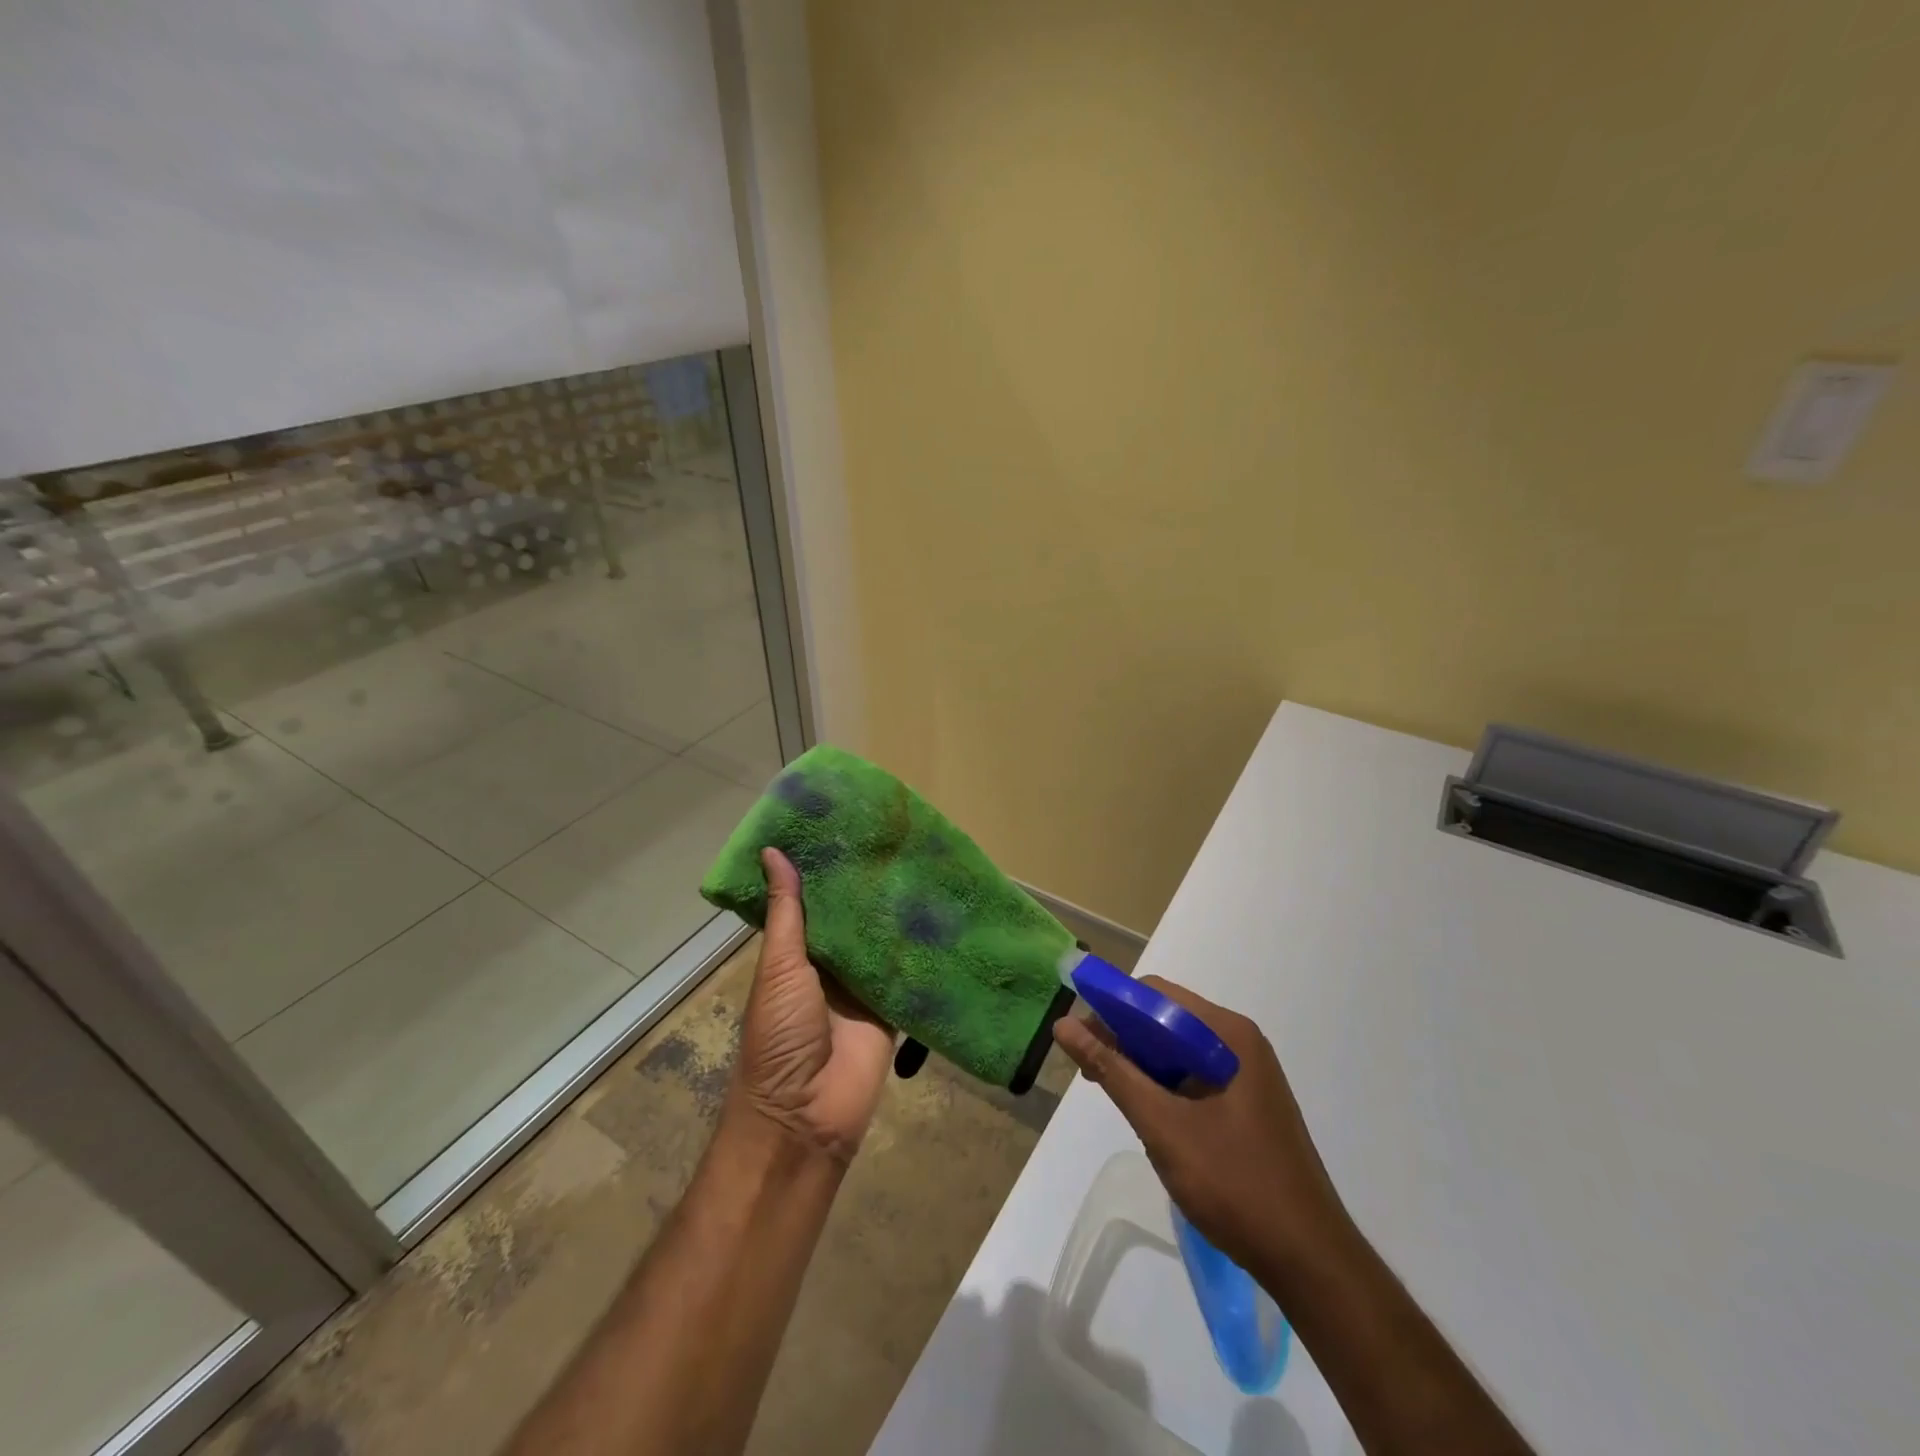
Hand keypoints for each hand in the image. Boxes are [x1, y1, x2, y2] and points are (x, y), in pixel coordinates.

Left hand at [729, 848, 894, 1165]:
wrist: (807, 1115)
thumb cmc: (780, 1035)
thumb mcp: (780, 968)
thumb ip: (787, 913)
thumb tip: (773, 851)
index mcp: (798, 951)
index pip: (815, 899)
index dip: (827, 866)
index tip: (848, 823)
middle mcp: (831, 964)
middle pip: (853, 917)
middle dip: (869, 884)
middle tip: (897, 834)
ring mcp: (864, 986)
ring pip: (883, 940)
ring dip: (898, 912)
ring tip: (925, 860)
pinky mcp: (894, 1007)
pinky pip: (909, 973)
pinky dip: (922, 949)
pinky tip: (944, 912)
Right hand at [1054, 975, 1352, 1276]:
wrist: (1311, 1262)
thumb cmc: (1235, 1184)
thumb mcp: (1162, 1125)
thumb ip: (1112, 1070)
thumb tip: (1063, 1025)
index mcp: (1227, 1034)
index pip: (1157, 994)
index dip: (1112, 1006)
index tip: (1078, 1034)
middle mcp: (1240, 1043)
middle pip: (1167, 1019)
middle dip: (1123, 1037)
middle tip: (1088, 1069)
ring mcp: (1247, 1075)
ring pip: (1179, 1050)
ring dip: (1141, 1063)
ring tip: (1109, 1091)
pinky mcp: (1247, 1104)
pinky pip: (1195, 1076)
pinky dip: (1165, 1085)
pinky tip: (1147, 1113)